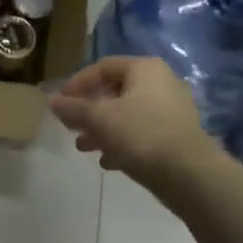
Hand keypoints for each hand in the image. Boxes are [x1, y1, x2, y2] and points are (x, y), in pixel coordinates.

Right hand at [49, 57, 216, 183]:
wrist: (189, 174)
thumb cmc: (141, 135)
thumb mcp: (100, 119)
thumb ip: (73, 109)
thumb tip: (52, 102)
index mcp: (144, 69)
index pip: (102, 67)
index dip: (77, 84)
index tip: (60, 104)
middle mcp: (161, 82)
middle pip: (115, 91)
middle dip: (89, 110)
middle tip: (70, 127)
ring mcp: (171, 109)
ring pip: (127, 114)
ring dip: (102, 129)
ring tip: (84, 147)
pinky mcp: (176, 135)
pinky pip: (141, 132)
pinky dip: (121, 142)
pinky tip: (108, 162)